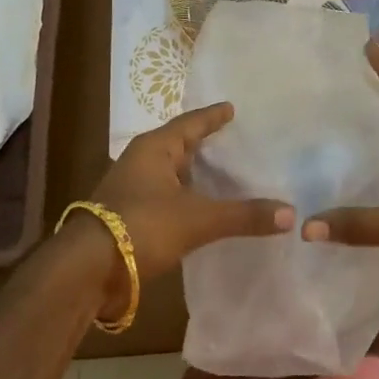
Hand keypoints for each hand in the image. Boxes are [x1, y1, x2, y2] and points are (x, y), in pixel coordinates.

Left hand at [85, 102, 293, 313]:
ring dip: (194, 174)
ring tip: (225, 174)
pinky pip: (166, 197)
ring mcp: (132, 189)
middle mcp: (141, 161)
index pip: (191, 123)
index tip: (231, 108)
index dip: (213, 117)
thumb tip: (291, 214)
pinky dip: (186, 198)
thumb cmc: (142, 226)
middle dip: (204, 144)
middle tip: (235, 141)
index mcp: (155, 148)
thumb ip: (243, 215)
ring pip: (171, 173)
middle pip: (179, 145)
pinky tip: (203, 209)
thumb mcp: (198, 219)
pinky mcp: (129, 215)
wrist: (88, 269)